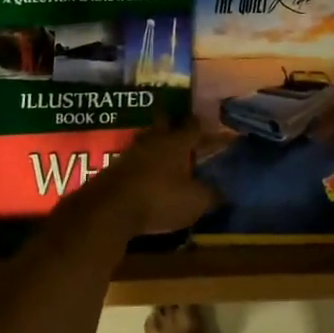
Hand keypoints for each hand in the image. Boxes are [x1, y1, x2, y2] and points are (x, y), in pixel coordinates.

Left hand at [74, 117, 216, 236]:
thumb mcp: (194, 202)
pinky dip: (143, 163)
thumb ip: (210, 194)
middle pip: (165, 123)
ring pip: (148, 140)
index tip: (210, 125)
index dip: (203, 126)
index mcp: (176, 143)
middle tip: (183, 130)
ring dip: (157, 144)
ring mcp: (131, 152)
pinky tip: (148, 173)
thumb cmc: (159, 199)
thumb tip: (223, 191)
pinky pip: (135, 159)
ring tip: (166, 153)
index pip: (193, 126)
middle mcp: (154, 140)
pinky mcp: (115, 168)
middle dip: (174, 124)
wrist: (109, 209)